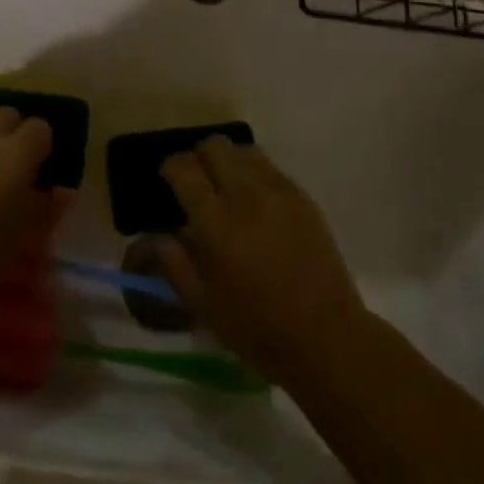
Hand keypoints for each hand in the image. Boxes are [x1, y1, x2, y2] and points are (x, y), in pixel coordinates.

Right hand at [155, 138, 366, 386]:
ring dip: (228, 160)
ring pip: (244, 150)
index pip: (184, 169)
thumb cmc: (258, 328)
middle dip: (199, 156)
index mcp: (216, 223)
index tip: (168, 177)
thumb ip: (174, 265)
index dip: (170, 166)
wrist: (326, 336)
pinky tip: (255, 199)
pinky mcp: (302, 197)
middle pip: (215, 146)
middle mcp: (245, 196)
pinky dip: (254, 172)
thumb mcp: (203, 306)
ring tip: (226, 184)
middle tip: (197, 180)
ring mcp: (277, 192)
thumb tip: (157, 236)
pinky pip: (270, 167)